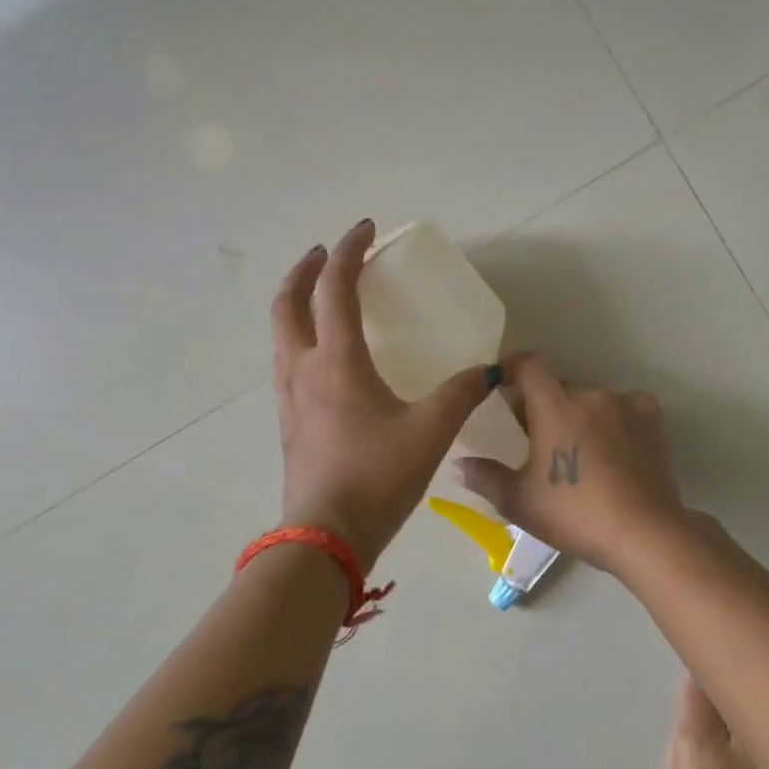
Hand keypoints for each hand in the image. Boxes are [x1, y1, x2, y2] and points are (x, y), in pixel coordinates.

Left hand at [270, 220, 495, 570]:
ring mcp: (289, 396)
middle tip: (328, 254)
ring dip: (296, 302)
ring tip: (322, 295)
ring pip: (280, 332)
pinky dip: (299, 337)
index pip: (335, 288)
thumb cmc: (377, 477)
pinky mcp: (288, 421)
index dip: (349, 252)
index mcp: (337, 362)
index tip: (365, 229)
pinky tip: (324, 356)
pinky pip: (286, 361)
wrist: (326, 538)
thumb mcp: (431, 432)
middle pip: (288, 303)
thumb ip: (461, 394)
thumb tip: (489, 371)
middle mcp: (304, 369)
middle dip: (306, 270)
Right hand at [454, 354, 686, 575]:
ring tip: (578, 452)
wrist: (643, 533)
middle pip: (559, 387)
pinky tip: (613, 451)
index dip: (512, 369)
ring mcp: (626, 404)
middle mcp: (591, 394)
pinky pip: (624, 409)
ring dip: (579, 415)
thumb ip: (485, 477)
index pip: (529, 364)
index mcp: (555, 405)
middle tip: (536, 439)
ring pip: (591, 400)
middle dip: (543, 405)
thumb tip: (459, 464)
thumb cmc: (574, 514)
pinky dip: (613, 422)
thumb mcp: (519, 502)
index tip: (501, 386)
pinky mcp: (652, 420)